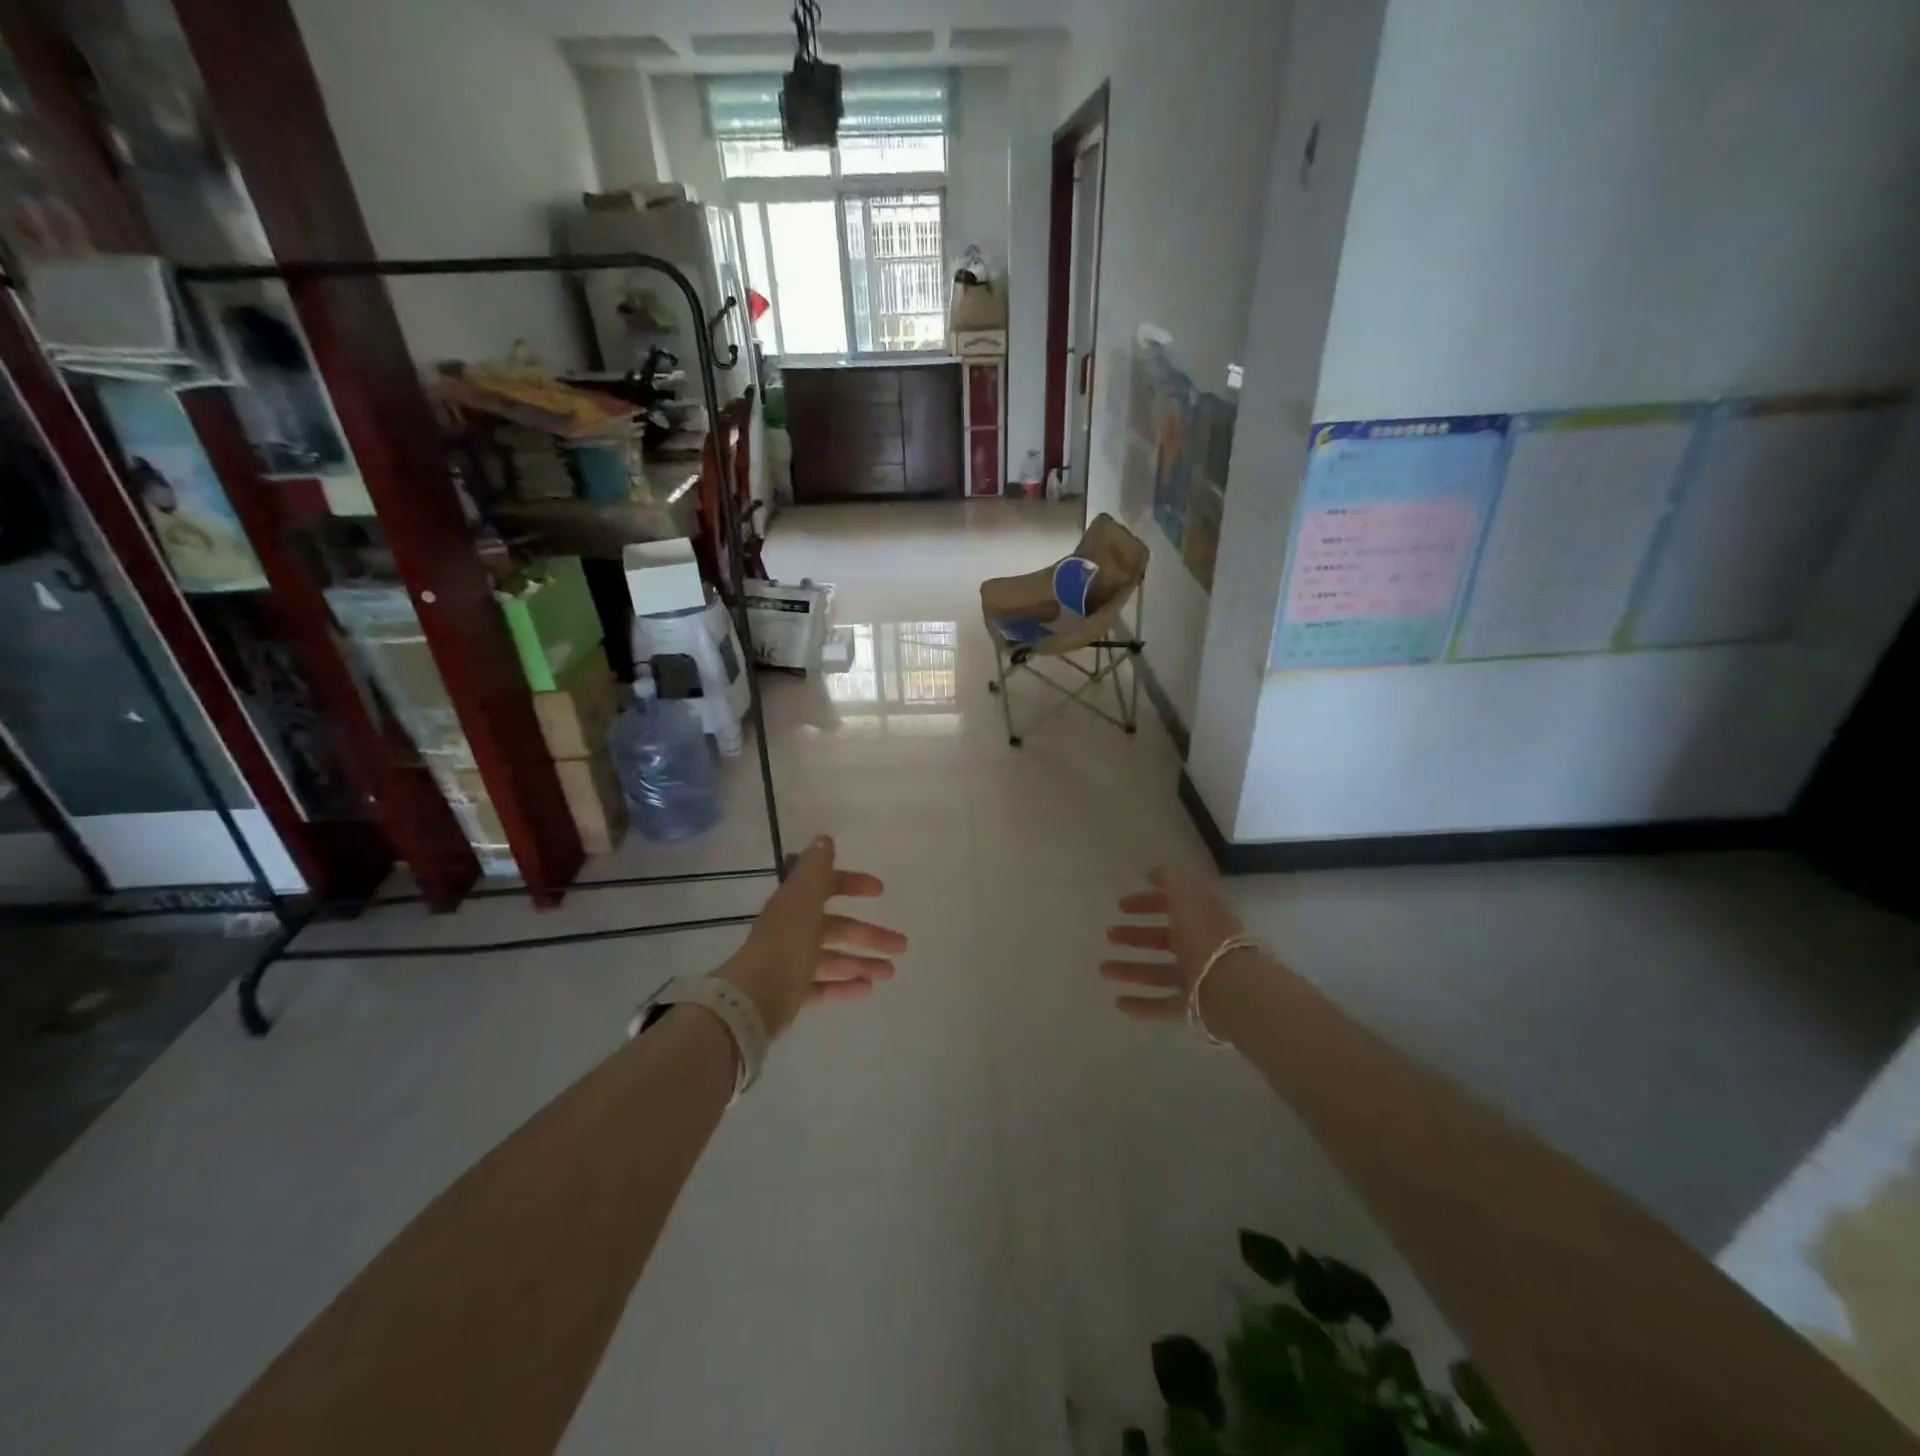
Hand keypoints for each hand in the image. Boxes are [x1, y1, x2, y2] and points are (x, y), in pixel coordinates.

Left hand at [718, 836, 907, 1037]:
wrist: (755, 997)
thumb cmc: (787, 941)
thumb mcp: (804, 898)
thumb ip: (817, 868)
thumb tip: (824, 839)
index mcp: (795, 905)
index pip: (826, 888)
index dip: (852, 884)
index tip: (879, 890)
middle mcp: (793, 931)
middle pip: (837, 928)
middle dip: (870, 934)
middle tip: (901, 944)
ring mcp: (792, 963)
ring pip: (834, 959)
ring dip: (863, 962)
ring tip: (889, 972)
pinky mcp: (792, 993)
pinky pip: (824, 986)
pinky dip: (845, 986)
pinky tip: (868, 989)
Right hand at [1101, 863, 1248, 1022]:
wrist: (1232, 987)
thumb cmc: (1204, 935)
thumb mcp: (1186, 894)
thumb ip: (1170, 877)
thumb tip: (1154, 870)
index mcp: (1201, 917)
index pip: (1173, 905)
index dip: (1147, 902)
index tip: (1121, 905)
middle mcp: (1200, 945)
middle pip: (1164, 939)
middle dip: (1135, 935)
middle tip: (1109, 935)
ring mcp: (1198, 977)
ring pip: (1159, 971)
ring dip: (1131, 970)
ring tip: (1104, 970)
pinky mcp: (1194, 1006)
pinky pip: (1164, 1004)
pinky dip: (1142, 1004)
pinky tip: (1119, 1003)